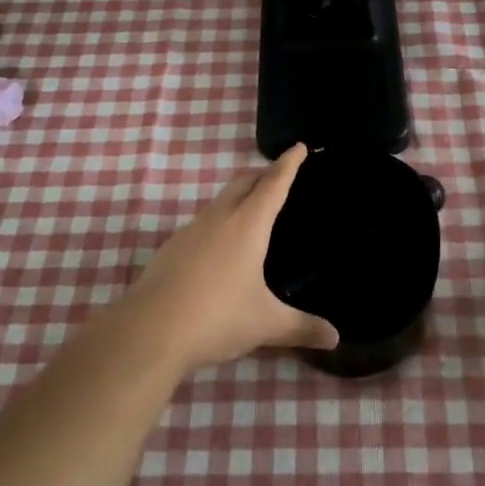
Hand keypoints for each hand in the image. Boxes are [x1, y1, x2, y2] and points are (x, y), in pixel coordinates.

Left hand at [121, 144, 339, 373]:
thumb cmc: (217, 318)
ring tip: (252, 211)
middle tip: (278, 175)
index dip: (288, 164)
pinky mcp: (171, 248)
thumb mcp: (265, 324)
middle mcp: (219, 218)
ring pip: (220, 201)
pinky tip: (219, 248)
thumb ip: (301, 327)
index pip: (273, 184)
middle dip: (262, 173)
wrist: (149, 331)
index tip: (298, 146)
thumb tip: (335, 338)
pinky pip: (202, 223)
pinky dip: (218, 222)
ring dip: (238, 197)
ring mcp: (190, 231)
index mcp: (248, 225)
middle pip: (243, 182)